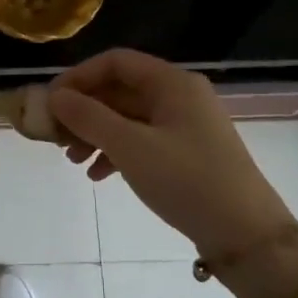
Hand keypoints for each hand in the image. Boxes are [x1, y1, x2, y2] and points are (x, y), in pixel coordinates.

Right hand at [49, 49, 297, 258]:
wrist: (246, 235)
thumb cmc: (187, 181)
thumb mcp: (131, 147)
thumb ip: (89, 117)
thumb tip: (55, 96)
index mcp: (172, 83)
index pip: (115, 62)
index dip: (79, 77)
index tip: (51, 101)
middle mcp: (179, 96)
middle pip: (120, 90)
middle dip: (84, 110)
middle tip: (55, 135)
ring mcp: (184, 125)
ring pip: (127, 117)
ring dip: (95, 133)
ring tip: (72, 159)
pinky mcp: (186, 152)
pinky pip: (141, 140)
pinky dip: (116, 152)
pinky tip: (97, 175)